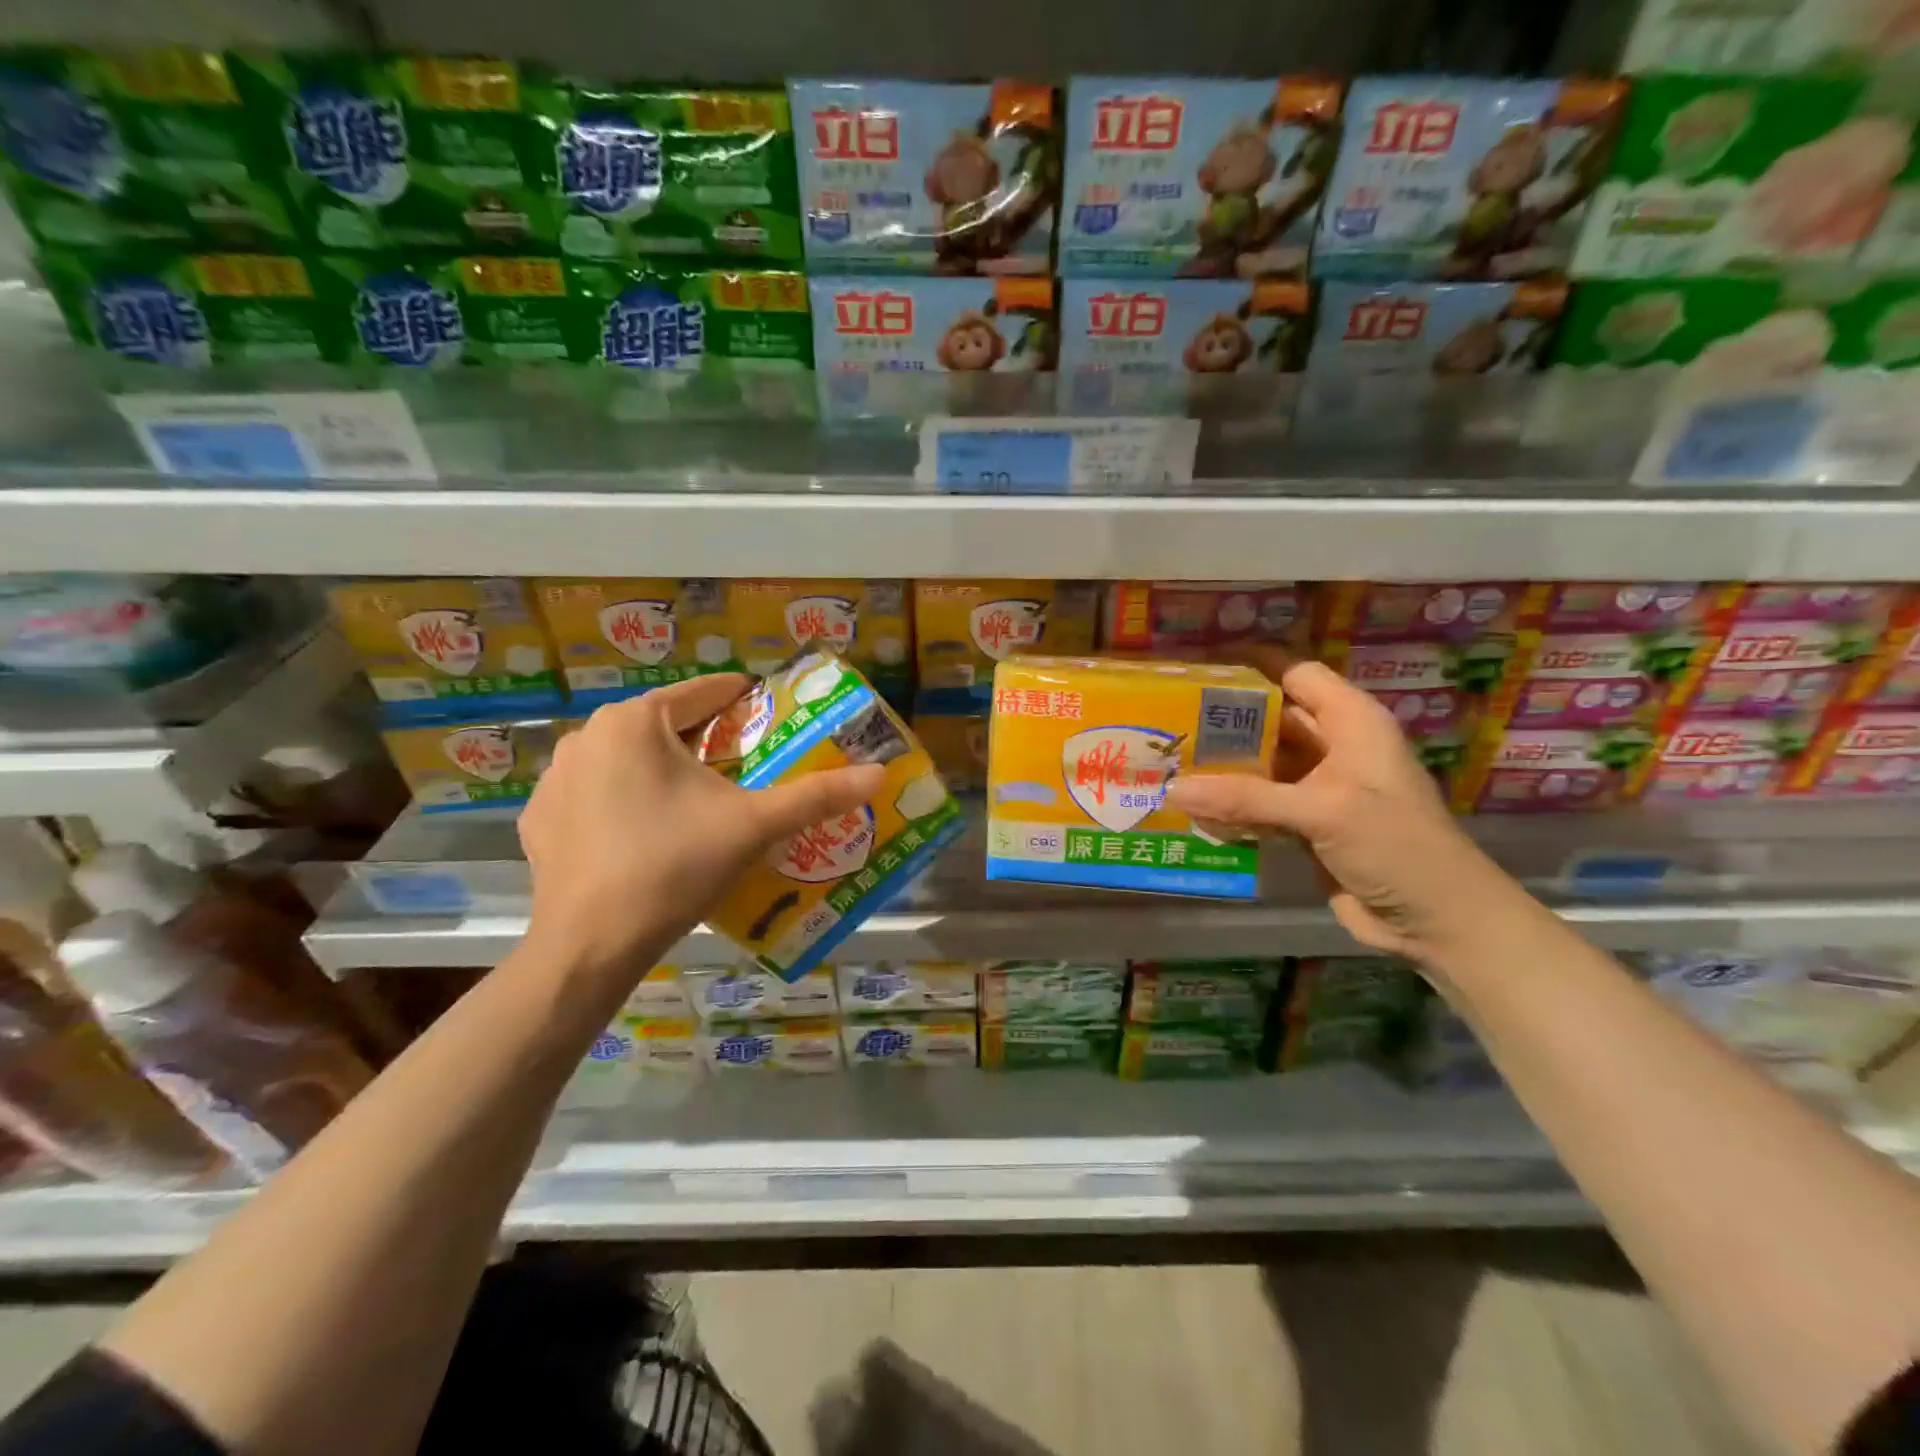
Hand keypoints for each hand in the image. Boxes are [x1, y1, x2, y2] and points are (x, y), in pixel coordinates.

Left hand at [518, 675, 884, 978]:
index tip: (773, 715)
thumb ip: (817, 795)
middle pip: (664, 725)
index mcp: (636, 721)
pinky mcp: (539, 819)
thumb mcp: (754, 825)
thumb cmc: (676, 865)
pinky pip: (595, 794)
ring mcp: (555, 778)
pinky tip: (645, 835)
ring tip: (698, 803)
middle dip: (706, 740)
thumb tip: (880, 774)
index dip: (745, 700)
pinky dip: (623, 802)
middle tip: (746, 768)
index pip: (704, 692)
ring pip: (627, 758)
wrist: (590, 945)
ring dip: (662, 769)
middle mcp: (587, 736)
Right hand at [1165, 653, 1517, 962]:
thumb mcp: (1322, 811)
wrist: (1437, 922)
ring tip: (1166, 762)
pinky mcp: (1307, 824)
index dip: (1249, 668)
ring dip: (1222, 767)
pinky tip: (1190, 809)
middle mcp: (1334, 746)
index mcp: (1352, 721)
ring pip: (1261, 764)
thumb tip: (1172, 788)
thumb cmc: (1395, 846)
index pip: (1294, 675)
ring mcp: (1319, 787)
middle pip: (1270, 720)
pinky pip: (1260, 804)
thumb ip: (1246, 797)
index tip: (1195, 670)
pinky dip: (1231, 806)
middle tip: (1166, 721)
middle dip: (1223, 721)